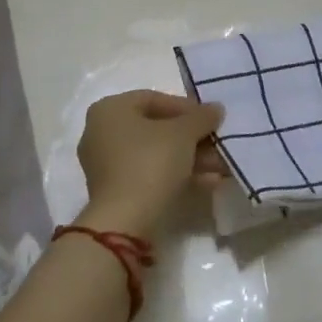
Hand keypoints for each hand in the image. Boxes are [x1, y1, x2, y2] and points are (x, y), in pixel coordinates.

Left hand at [76, 90, 225, 235]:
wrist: (126, 222)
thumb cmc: (150, 162)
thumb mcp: (183, 133)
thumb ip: (201, 117)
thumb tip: (215, 109)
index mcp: (109, 109)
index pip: (153, 98)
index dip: (187, 107)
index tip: (210, 119)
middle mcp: (101, 132)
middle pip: (156, 128)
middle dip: (192, 137)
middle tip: (218, 144)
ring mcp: (106, 164)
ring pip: (155, 153)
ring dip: (190, 158)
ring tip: (220, 166)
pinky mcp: (115, 191)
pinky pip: (149, 173)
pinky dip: (176, 175)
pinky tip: (208, 182)